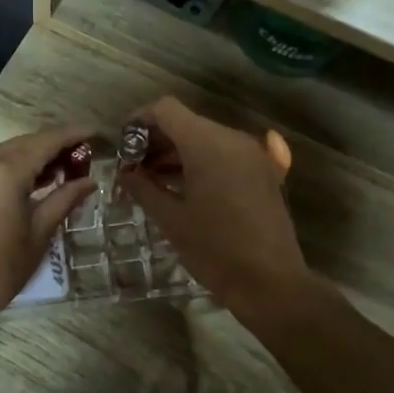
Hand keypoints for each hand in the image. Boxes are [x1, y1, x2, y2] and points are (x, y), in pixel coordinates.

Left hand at [0, 126, 97, 328]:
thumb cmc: (0, 269)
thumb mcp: (39, 234)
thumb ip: (64, 199)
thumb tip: (89, 181)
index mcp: (5, 170)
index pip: (47, 140)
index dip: (73, 134)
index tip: (95, 133)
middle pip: (25, 143)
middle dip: (53, 146)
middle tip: (81, 157)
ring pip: (5, 153)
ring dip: (31, 157)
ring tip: (58, 172)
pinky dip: (9, 168)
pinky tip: (25, 185)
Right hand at [116, 97, 309, 314]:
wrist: (271, 282)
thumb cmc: (214, 250)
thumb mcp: (171, 219)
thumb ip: (143, 188)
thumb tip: (125, 172)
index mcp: (207, 145)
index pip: (166, 110)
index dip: (139, 121)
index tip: (123, 146)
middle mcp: (233, 139)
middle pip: (187, 122)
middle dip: (157, 140)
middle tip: (134, 168)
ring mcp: (253, 154)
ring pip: (206, 138)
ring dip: (178, 152)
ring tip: (154, 181)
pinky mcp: (264, 171)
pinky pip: (226, 154)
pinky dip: (202, 162)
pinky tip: (186, 187)